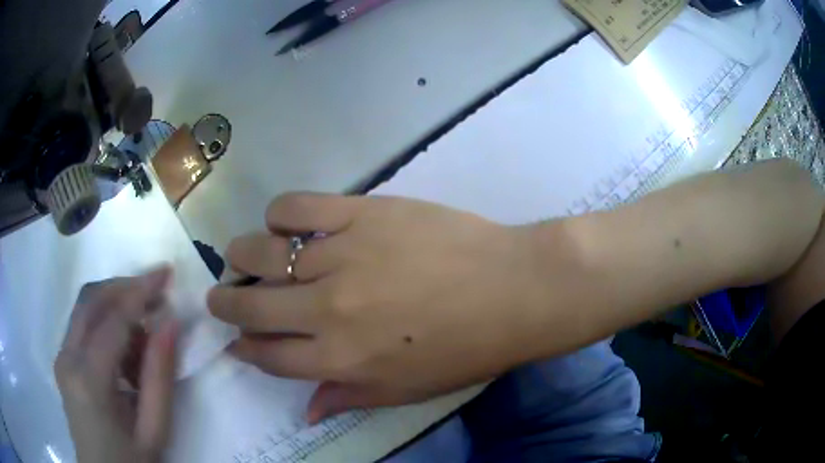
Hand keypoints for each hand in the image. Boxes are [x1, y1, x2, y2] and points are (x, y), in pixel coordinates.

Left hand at [55, 269, 177, 462]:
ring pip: (85, 308)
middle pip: (91, 300)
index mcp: (89, 380)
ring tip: (146, 336)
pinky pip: (83, 327)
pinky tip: (126, 353)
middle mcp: (67, 358)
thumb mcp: (154, 431)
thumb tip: (170, 323)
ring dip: (116, 307)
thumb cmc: (131, 462)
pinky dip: (106, 324)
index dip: (140, 291)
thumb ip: (160, 378)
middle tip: (157, 290)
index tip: (166, 272)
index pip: (113, 320)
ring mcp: (61, 356)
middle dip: (125, 286)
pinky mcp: (63, 360)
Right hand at [209, 194, 553, 422]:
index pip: (266, 355)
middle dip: (225, 303)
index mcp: (339, 359)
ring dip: (241, 257)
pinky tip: (283, 224)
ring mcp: (341, 256)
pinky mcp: (361, 213)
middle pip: (249, 306)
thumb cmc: (467, 349)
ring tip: (244, 258)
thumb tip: (307, 412)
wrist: (513, 289)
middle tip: (222, 295)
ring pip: (260, 253)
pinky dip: (278, 215)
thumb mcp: (408, 390)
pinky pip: (296, 208)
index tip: (235, 338)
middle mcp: (326, 310)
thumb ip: (349, 397)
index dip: (243, 347)